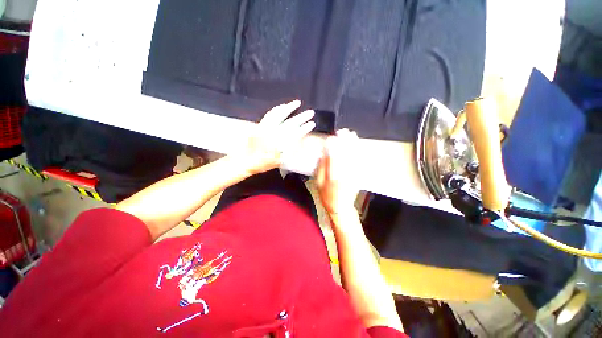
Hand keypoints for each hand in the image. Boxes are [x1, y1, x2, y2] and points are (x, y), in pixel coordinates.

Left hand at [243, 100, 315, 173]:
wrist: (246, 161)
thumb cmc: (262, 164)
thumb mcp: (278, 162)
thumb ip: (289, 152)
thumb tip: (299, 142)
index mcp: (278, 144)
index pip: (295, 134)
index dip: (304, 129)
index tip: (312, 124)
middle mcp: (272, 134)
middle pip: (289, 123)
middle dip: (301, 117)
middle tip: (310, 112)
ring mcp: (265, 128)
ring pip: (278, 115)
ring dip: (289, 108)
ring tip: (297, 103)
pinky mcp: (260, 125)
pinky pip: (269, 115)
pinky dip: (276, 109)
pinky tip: (282, 106)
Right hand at [316, 129, 359, 214]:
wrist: (341, 207)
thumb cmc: (327, 196)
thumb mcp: (319, 182)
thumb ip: (321, 167)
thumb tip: (323, 153)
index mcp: (333, 175)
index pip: (334, 156)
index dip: (333, 145)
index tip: (332, 137)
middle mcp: (345, 172)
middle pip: (346, 154)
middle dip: (345, 141)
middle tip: (343, 131)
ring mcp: (353, 174)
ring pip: (354, 156)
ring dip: (353, 144)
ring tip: (351, 134)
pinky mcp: (358, 175)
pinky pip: (360, 161)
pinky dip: (359, 151)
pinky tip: (358, 145)